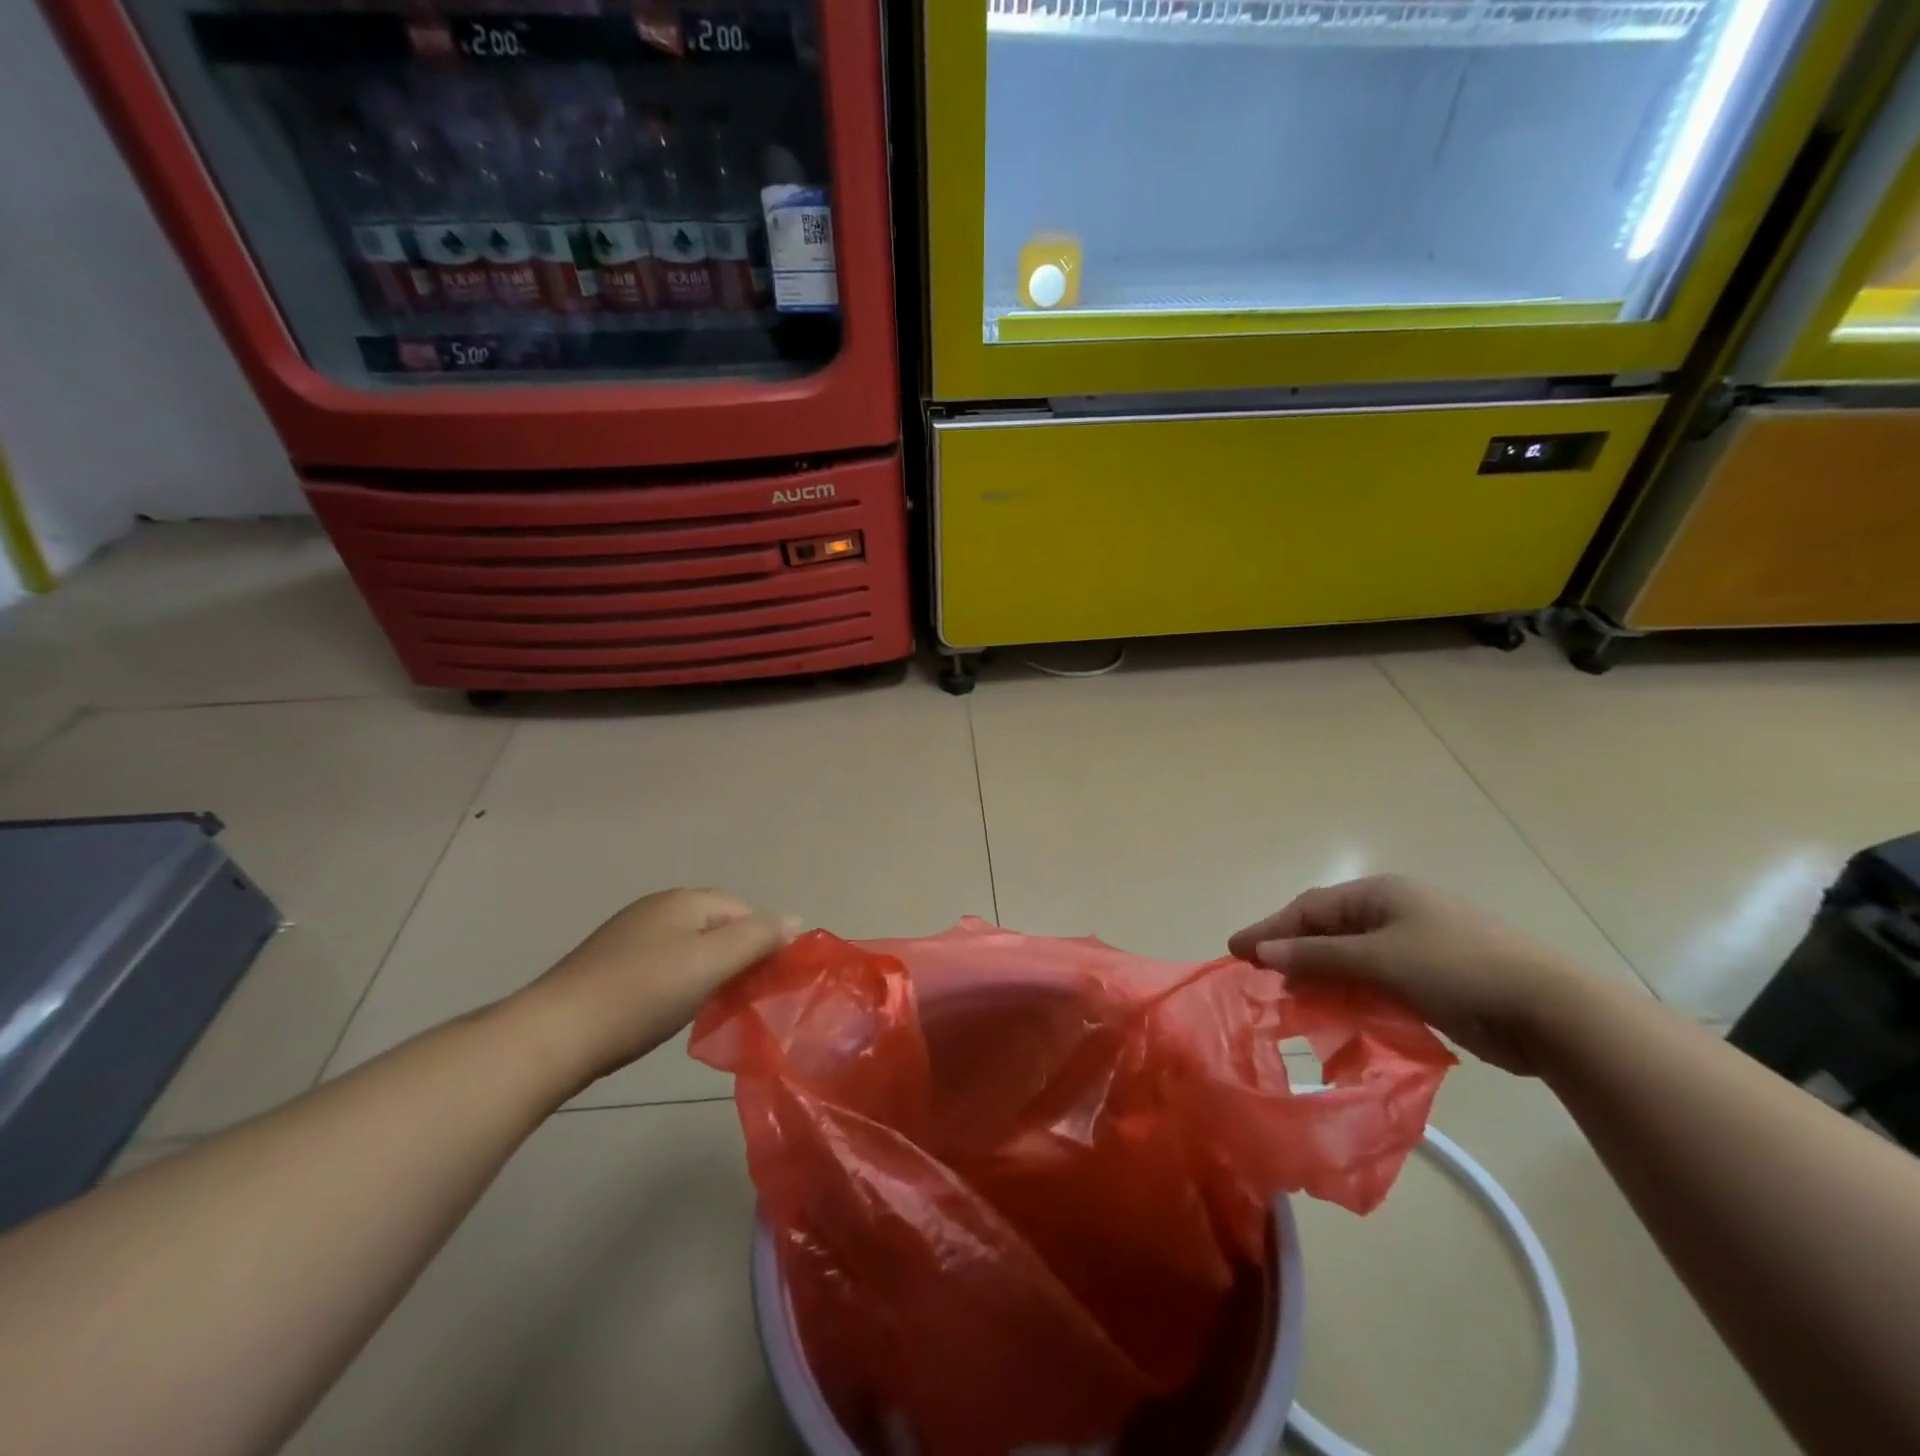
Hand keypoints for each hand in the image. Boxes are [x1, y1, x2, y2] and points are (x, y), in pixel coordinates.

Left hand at [508, 889, 799, 1092]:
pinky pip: (662, 964)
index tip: (768, 982)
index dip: (763, 942)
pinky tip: (669, 1009)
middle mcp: (658, 907)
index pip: (745, 911)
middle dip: (736, 957)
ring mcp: (630, 934)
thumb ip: (757, 939)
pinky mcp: (609, 964)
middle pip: (717, 926)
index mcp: (685, 900)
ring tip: (709, 1007)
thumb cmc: (643, 994)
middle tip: (743, 997)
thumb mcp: (711, 963)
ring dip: (707, 972)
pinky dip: (677, 983)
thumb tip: (795, 919)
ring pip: (689, 947)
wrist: (554, 1034)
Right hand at [1228, 875, 1591, 1075]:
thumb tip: (1261, 954)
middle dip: (1292, 955)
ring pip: (1350, 960)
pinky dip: (1351, 996)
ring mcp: (1414, 946)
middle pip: (1327, 932)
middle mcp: (1393, 913)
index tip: (1235, 952)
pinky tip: (1335, 1017)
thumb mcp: (1379, 960)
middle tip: (1259, 980)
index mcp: (1380, 895)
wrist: (1551, 1011)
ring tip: (1292, 1004)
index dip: (1270, 931)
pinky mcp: (1431, 979)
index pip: (1309, 909)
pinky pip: (1375, 983)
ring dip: (1320, 980)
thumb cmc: (1456, 969)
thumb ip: (1317, 957)